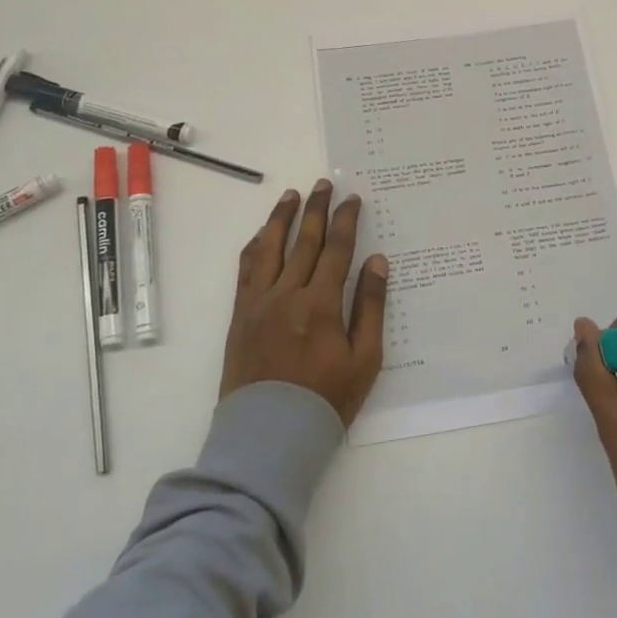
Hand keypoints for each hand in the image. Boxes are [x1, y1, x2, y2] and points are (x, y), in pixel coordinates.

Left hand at [221, 180, 389, 427]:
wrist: (270, 434)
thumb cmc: (326, 398)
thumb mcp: (365, 359)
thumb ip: (370, 306)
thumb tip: (376, 261)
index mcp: (320, 304)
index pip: (336, 250)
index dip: (346, 221)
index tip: (352, 199)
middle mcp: (287, 293)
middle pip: (304, 240)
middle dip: (316, 209)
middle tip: (323, 184)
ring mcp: (259, 302)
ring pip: (270, 248)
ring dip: (282, 218)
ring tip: (291, 195)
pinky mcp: (240, 314)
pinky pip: (246, 269)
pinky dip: (256, 246)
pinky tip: (262, 234)